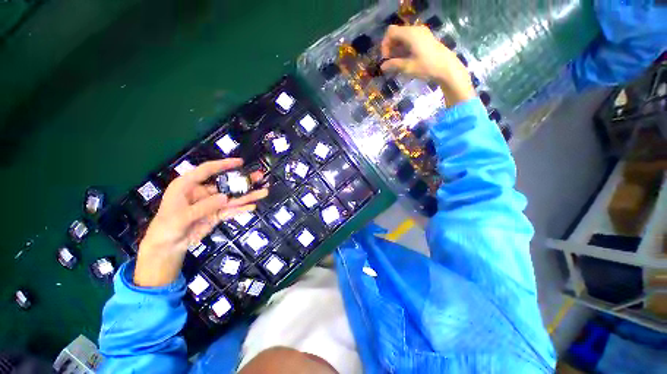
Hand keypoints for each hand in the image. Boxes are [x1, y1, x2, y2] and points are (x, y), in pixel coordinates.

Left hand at [134, 159, 267, 286]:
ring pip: (232, 198)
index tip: (240, 162)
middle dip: (243, 181)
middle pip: (226, 184)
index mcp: (188, 185)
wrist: (167, 247)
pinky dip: (241, 209)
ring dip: (247, 195)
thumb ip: (203, 206)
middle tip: (260, 177)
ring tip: (264, 192)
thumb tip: (225, 197)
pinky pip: (231, 210)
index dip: (224, 165)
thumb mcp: (181, 216)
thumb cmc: (167, 227)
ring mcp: (211, 204)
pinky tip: (252, 206)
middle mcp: (202, 192)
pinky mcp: (217, 215)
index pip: (207, 170)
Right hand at [380, 25, 474, 105]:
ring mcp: (421, 33)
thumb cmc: (426, 67)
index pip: (390, 32)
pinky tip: (405, 59)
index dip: (385, 44)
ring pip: (403, 36)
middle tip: (390, 61)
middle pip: (396, 33)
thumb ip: (394, 65)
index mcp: (410, 34)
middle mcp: (415, 30)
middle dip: (390, 46)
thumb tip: (382, 66)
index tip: (386, 58)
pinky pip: (410, 39)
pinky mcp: (425, 38)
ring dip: (397, 48)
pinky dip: (404, 47)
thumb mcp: (408, 67)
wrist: (447, 67)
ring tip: (397, 62)